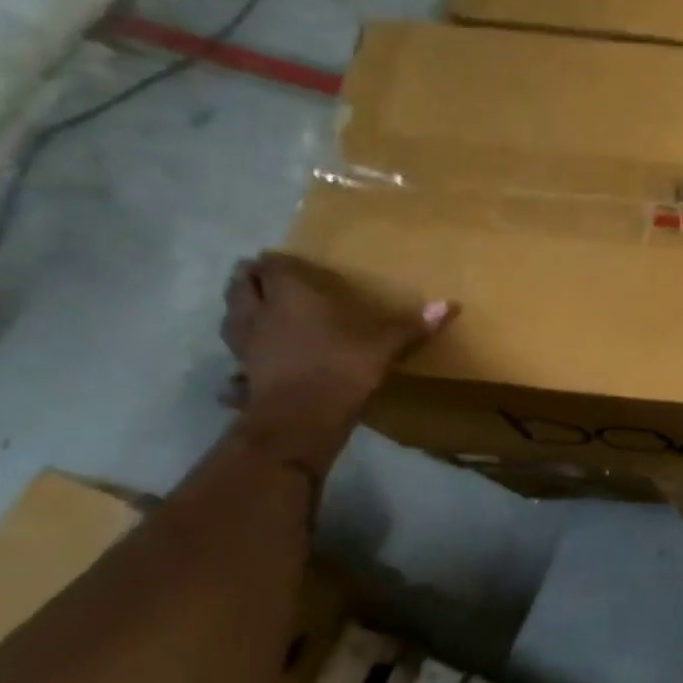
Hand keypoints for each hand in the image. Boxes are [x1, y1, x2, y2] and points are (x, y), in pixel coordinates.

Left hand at [220, 253, 454, 432]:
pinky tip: (244, 367)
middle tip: (263, 277)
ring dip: (238, 309)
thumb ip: (412, 326)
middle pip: (241, 284)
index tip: (290, 262)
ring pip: (230, 316)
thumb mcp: (384, 346)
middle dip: (249, 277)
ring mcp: (244, 345)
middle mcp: (260, 313)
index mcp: (291, 296)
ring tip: (252, 309)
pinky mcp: (242, 373)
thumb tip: (451, 305)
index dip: (279, 262)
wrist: (301, 420)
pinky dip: (237, 358)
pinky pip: (233, 359)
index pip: (274, 266)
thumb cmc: (342, 369)